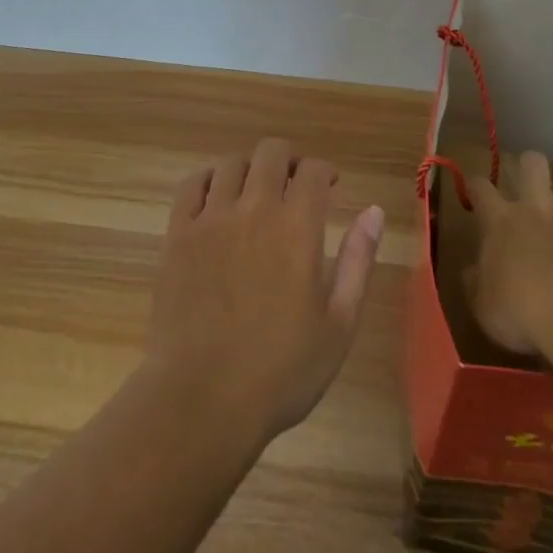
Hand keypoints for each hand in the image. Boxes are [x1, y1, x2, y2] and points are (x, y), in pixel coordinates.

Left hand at [147, 138, 384, 445]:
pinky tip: (217, 197)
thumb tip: (373, 211)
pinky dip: (209, 179)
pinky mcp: (179, 233)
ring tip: (256, 191)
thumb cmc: (281, 371)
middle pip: (272, 153)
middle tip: (295, 183)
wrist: (203, 399)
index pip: (314, 172)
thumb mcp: (339, 324)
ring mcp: (211, 218)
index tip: (330, 184)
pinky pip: (192, 184)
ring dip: (250, 168)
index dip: (325, 171)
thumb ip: (358, 261)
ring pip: (232, 163)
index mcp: (298, 228)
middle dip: (289, 159)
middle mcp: (255, 209)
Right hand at [468, 150, 552, 356]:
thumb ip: (477, 285)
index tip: (475, 189)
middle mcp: (537, 212)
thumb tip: (472, 273)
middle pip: (533, 166)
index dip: (477, 186)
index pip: (482, 190)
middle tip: (530, 177)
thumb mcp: (483, 306)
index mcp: (501, 222)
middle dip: (531, 164)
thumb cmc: (519, 310)